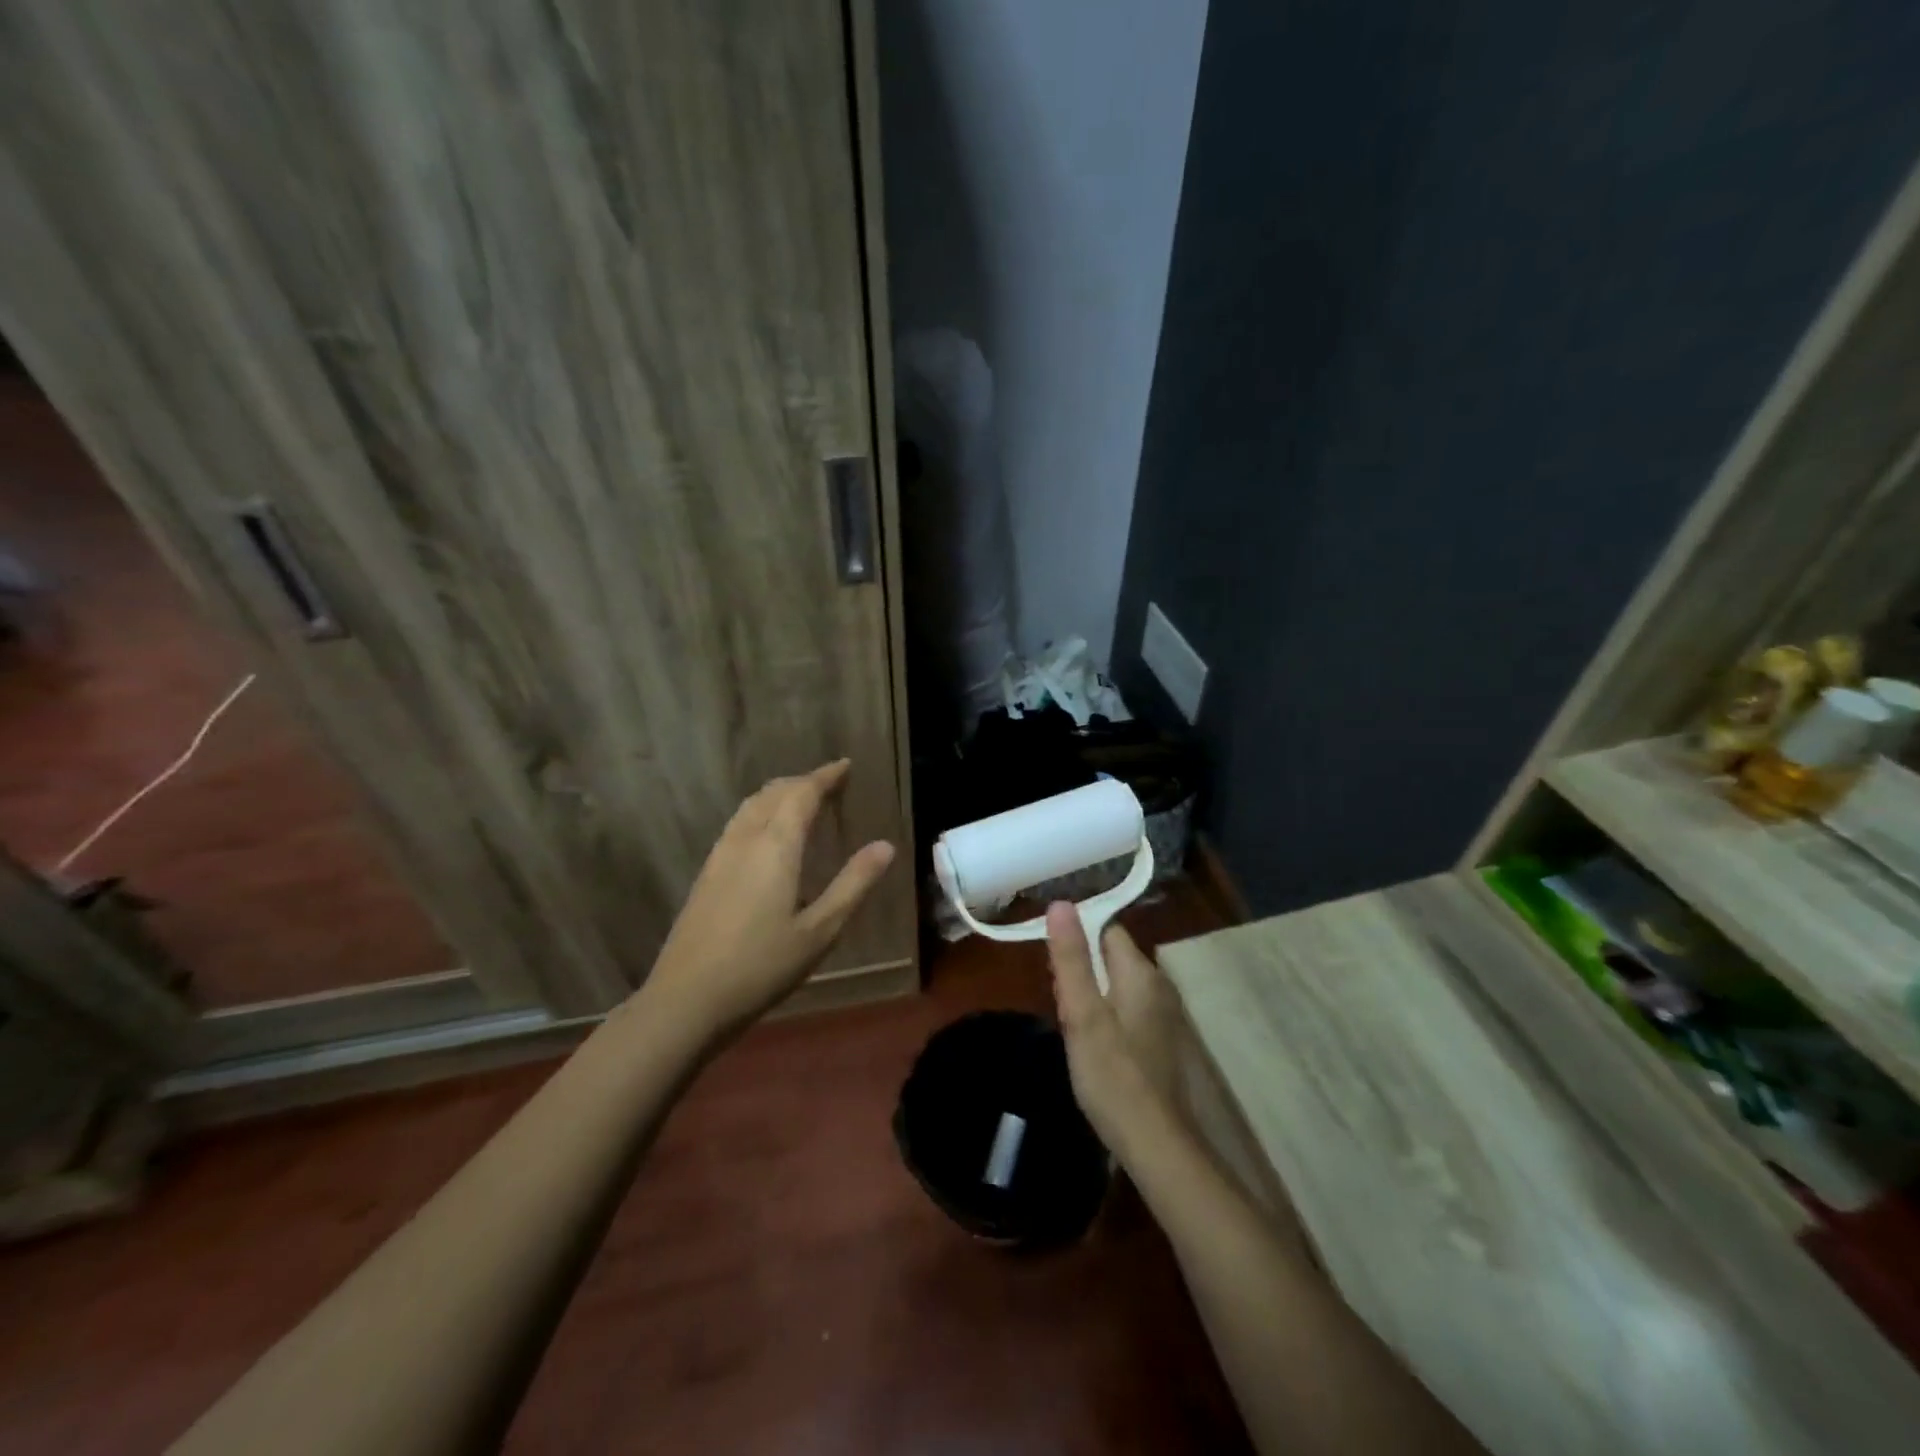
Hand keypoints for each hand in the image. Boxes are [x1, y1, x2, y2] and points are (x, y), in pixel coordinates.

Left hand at [641, 760, 894, 1044]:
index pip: (802, 793)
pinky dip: (762, 812)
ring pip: (751, 806)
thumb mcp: (820, 930)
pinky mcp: (707, 874)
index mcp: (776, 846)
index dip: (825, 776)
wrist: (686, 1000)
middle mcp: (745, 839)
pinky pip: (739, 823)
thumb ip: (853, 884)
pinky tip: (768, 836)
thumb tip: (885, 845)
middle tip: (830, 783)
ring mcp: (720, 855)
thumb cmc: (762, 966)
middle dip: (803, 782)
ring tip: (802, 801)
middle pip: (774, 793)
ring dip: (779, 794)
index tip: (845, 766)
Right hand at [1044, 904, 1184, 1156]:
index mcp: (1141, 973)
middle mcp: (1159, 987)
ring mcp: (1163, 1017)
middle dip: (1082, 970)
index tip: (1054, 967)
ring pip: (1118, 987)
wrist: (1156, 1144)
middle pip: (1112, 958)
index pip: (1108, 931)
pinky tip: (1093, 1047)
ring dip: (1092, 996)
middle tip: (1060, 1002)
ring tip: (1071, 1026)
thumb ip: (1071, 958)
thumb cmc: (1113, 1075)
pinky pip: (1127, 1012)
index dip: (1078, 939)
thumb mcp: (1082, 1014)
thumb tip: (1060, 903)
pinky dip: (1107, 1019)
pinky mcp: (1161, 1043)